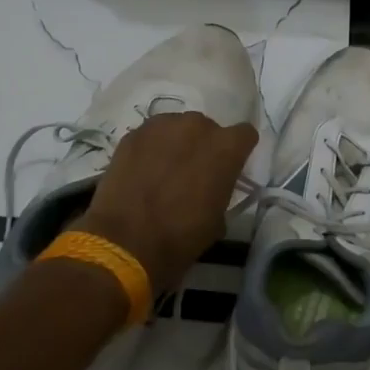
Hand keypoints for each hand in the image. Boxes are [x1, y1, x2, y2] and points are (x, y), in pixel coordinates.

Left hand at [72, 111, 257, 294]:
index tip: (229, 168)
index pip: (245, 134)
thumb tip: (213, 187)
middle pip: (208, 128)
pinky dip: (151, 148)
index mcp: (226, 147)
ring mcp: (162, 125)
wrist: (125, 243)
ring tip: (164, 170)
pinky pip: (151, 135)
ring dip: (177, 144)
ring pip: (178, 128)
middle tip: (193, 172)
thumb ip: (222, 189)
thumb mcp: (218, 219)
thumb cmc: (180, 237)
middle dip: (204, 146)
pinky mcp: (134, 134)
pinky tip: (142, 171)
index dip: (238, 151)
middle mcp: (197, 126)